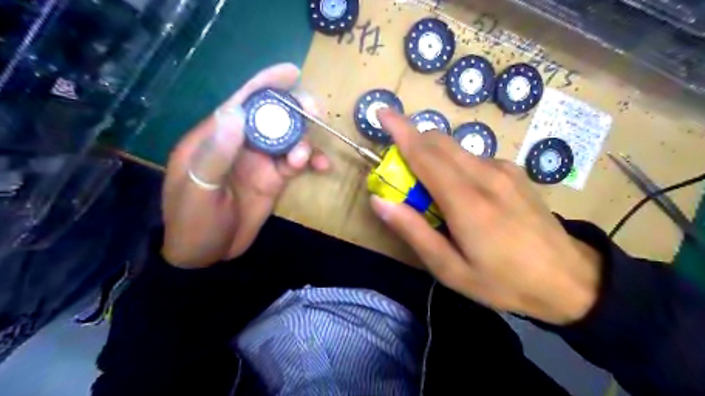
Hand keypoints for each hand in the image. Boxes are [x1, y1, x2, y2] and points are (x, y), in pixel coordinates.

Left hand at [162, 63, 330, 268]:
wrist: (206, 255)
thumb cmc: (192, 222)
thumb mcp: (198, 189)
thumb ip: (216, 154)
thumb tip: (234, 112)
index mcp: (216, 137)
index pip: (242, 102)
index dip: (266, 84)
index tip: (292, 72)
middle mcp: (241, 144)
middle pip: (272, 117)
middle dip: (295, 111)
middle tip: (316, 113)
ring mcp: (260, 162)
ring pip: (289, 139)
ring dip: (304, 140)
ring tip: (306, 157)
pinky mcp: (274, 180)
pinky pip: (296, 163)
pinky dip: (310, 161)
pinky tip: (321, 167)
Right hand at [370, 108, 600, 324]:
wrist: (569, 280)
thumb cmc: (503, 281)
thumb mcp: (450, 269)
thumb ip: (413, 231)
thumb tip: (379, 201)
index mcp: (467, 201)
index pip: (425, 154)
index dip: (400, 130)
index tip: (381, 112)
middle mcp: (486, 175)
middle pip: (439, 141)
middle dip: (412, 142)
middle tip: (400, 171)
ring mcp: (504, 170)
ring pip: (456, 148)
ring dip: (433, 156)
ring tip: (432, 192)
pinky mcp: (514, 172)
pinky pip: (473, 158)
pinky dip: (454, 164)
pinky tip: (462, 193)